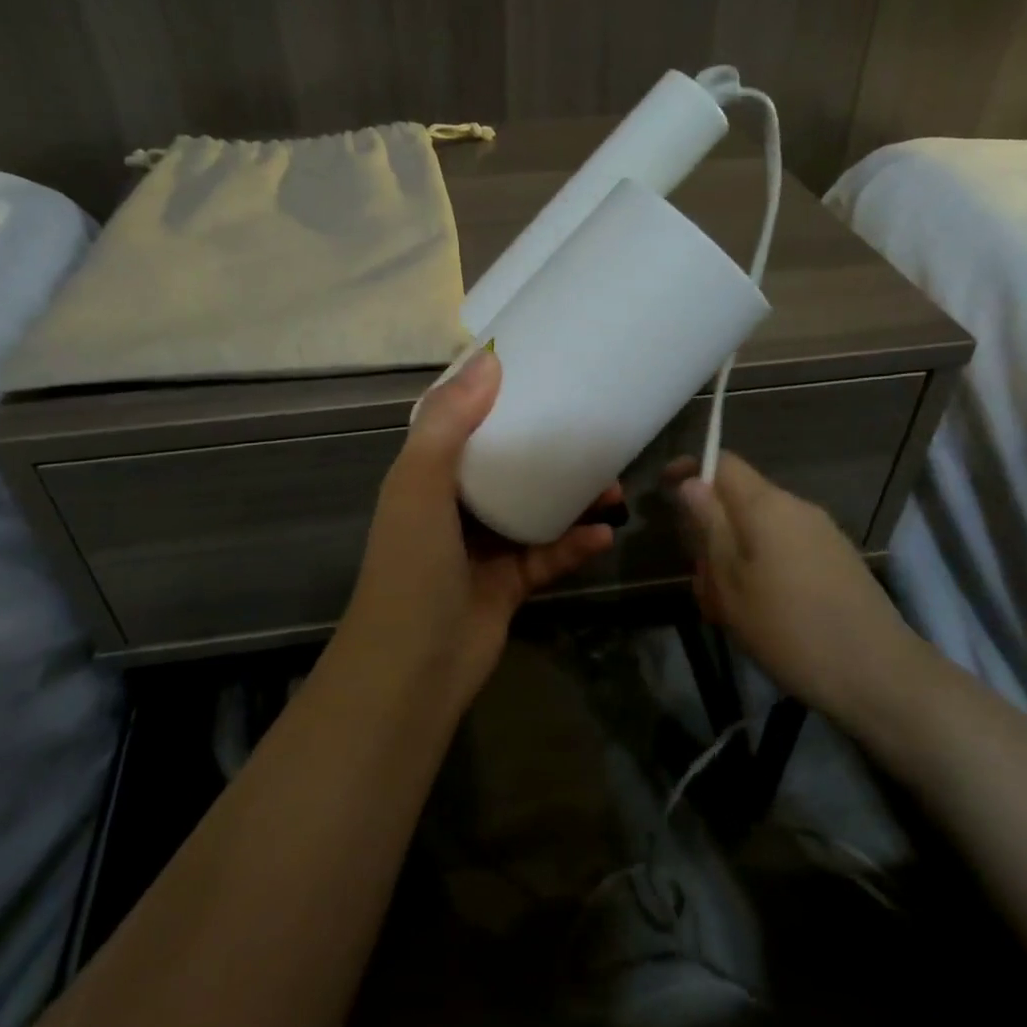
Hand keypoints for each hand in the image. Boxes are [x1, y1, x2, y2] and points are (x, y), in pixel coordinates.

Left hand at [338, 348, 616, 699]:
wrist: (412, 667)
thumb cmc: (412, 565)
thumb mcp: (420, 484)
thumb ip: (449, 423)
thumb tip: (489, 359)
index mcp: (426, 478)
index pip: (458, 427)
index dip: (490, 401)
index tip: (535, 375)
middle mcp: (453, 508)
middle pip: (505, 468)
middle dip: (545, 451)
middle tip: (590, 433)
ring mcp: (482, 549)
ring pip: (534, 511)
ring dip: (572, 499)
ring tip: (614, 486)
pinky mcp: (508, 585)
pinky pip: (548, 556)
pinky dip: (575, 545)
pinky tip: (605, 535)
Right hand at [671, 453, 929, 731]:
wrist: (877, 674)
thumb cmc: (787, 627)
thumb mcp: (729, 580)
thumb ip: (708, 526)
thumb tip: (692, 483)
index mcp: (766, 505)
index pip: (723, 463)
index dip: (691, 470)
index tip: (664, 491)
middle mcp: (797, 508)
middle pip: (740, 500)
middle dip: (710, 530)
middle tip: (699, 579)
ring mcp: (822, 534)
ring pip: (761, 530)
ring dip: (734, 556)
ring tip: (725, 607)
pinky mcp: (837, 561)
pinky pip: (785, 549)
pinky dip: (761, 568)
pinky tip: (759, 613)